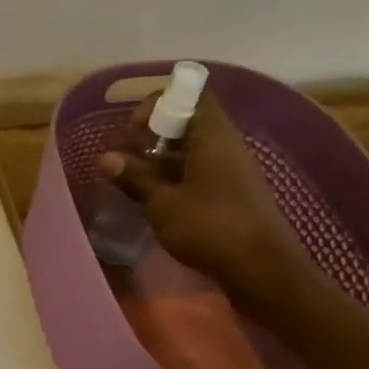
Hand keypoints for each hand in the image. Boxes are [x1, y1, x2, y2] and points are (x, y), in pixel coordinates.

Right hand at [98, 90, 304, 301]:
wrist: (262, 271)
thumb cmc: (210, 228)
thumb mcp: (162, 203)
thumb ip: (135, 177)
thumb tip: (106, 158)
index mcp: (213, 138)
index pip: (192, 96)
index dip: (160, 103)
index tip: (133, 128)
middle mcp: (227, 147)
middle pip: (191, 123)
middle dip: (155, 133)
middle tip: (125, 153)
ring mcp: (233, 172)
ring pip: (194, 150)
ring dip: (162, 158)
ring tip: (132, 176)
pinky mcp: (233, 196)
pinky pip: (201, 172)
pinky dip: (175, 177)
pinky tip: (154, 197)